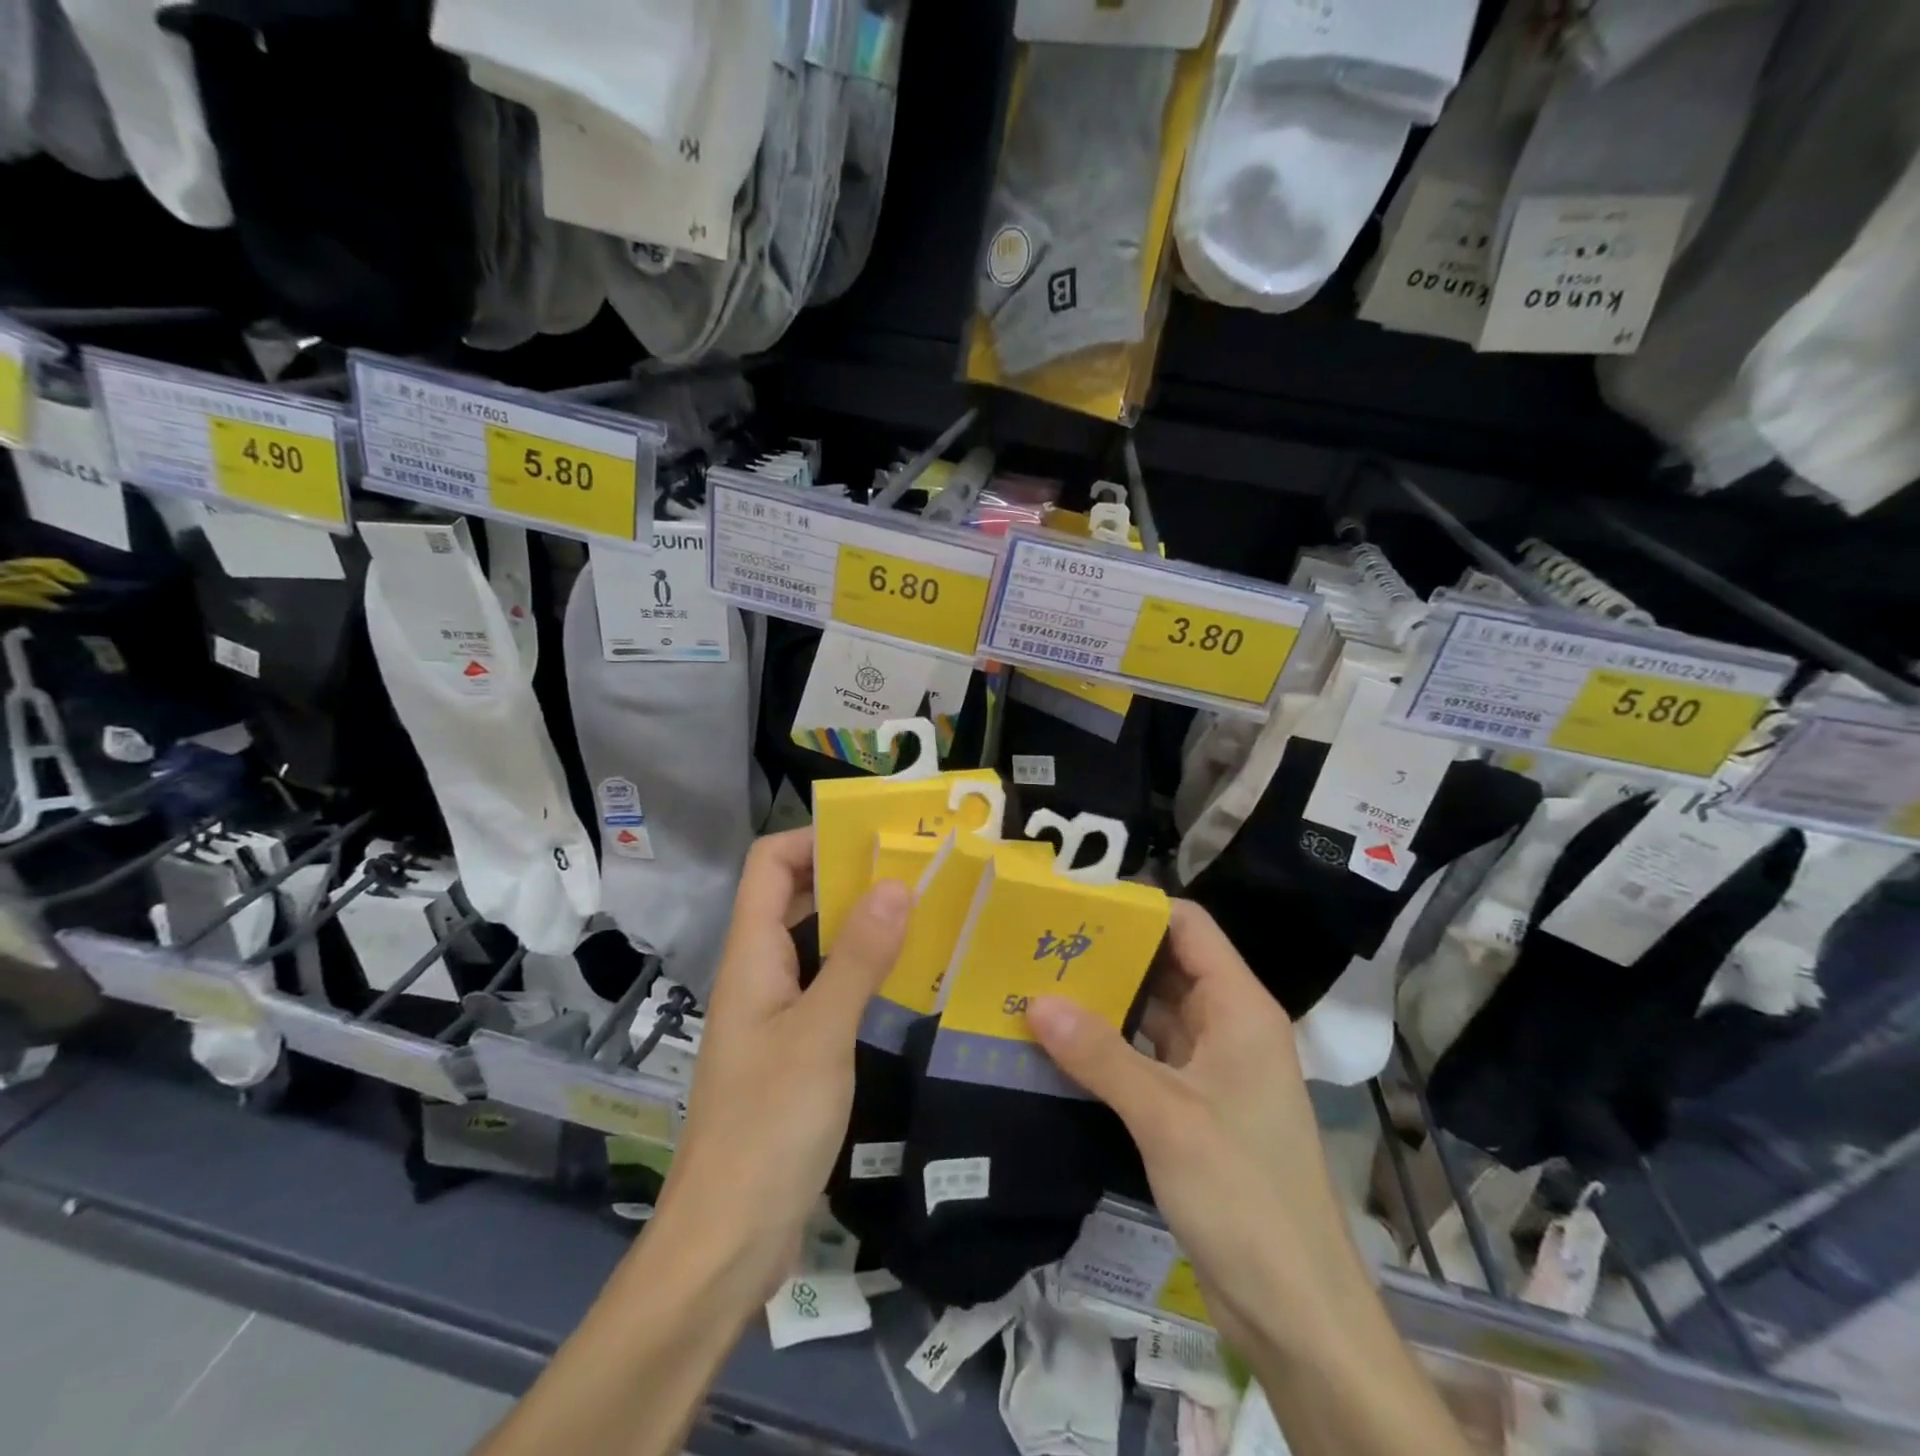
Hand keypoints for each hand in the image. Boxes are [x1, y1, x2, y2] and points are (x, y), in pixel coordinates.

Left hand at [655, 830, 910, 1300]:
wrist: (728, 1241)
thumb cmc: (768, 1126)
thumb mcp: (821, 1034)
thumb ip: (858, 957)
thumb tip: (895, 882)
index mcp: (751, 956)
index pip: (769, 864)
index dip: (815, 838)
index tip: (877, 836)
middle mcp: (759, 974)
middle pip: (794, 897)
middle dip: (850, 874)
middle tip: (917, 868)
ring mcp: (776, 1014)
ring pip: (816, 943)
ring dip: (862, 922)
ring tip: (925, 910)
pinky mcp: (794, 1051)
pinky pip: (829, 987)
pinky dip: (864, 969)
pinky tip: (908, 976)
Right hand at [1026, 900, 1367, 1359]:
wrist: (1295, 1308)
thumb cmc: (1243, 1192)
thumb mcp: (1165, 1115)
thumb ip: (1099, 1054)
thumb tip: (1034, 1001)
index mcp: (1239, 1007)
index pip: (1189, 926)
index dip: (1138, 907)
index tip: (1075, 903)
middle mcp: (1227, 1025)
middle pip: (1166, 964)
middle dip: (1109, 952)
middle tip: (1041, 941)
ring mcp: (1211, 1067)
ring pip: (1152, 1011)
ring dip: (1104, 1000)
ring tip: (1039, 980)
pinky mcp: (1193, 1106)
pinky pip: (1145, 1055)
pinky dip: (1108, 1044)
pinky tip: (1060, 1041)